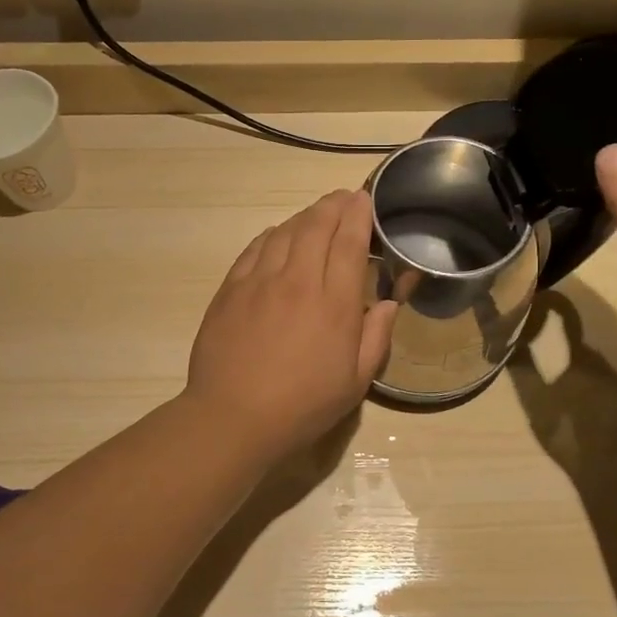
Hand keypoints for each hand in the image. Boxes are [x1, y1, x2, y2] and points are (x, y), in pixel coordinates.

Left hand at [184, 190, 397, 460]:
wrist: (233, 417)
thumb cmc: (302, 406)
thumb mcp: (355, 383)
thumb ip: (376, 338)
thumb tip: (385, 304)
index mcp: (334, 304)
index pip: (349, 242)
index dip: (358, 215)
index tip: (364, 199)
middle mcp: (297, 281)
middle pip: (316, 226)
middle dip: (333, 205)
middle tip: (344, 198)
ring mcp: (259, 282)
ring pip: (284, 231)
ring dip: (304, 216)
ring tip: (316, 215)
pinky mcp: (231, 289)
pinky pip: (254, 249)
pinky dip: (271, 235)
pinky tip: (277, 236)